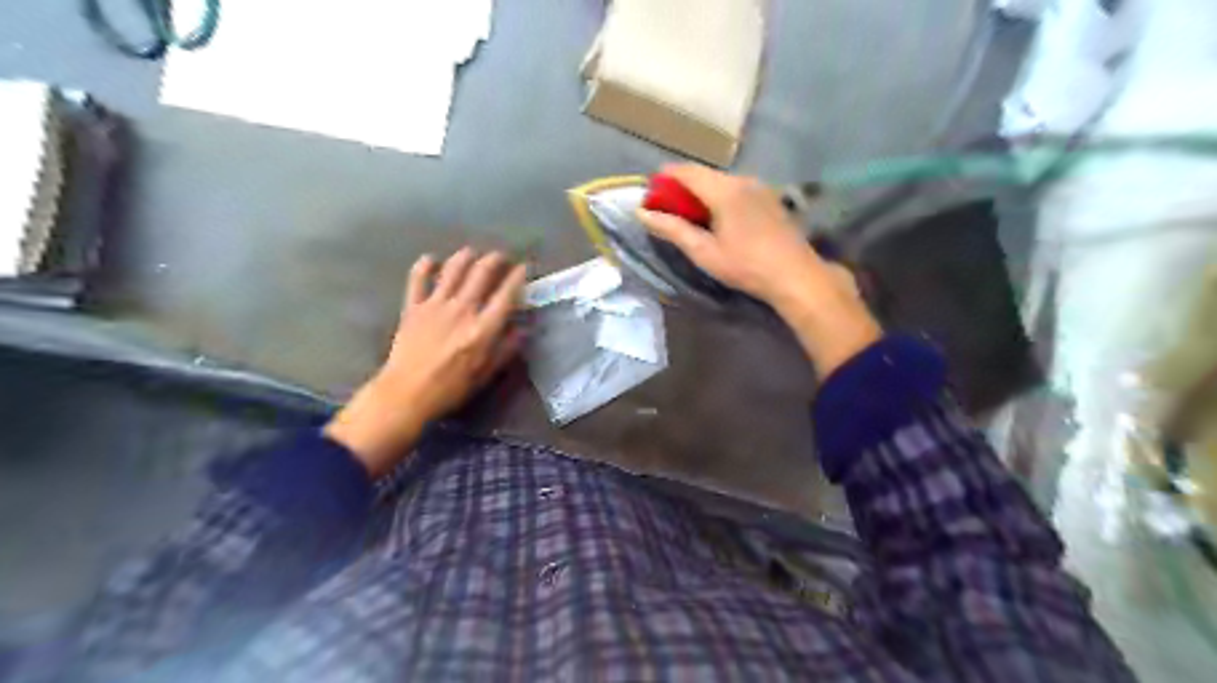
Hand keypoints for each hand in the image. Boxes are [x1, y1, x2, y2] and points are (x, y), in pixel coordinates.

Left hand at [327, 249, 525, 478]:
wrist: (406, 393)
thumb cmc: (451, 388)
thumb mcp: (486, 374)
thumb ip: (506, 349)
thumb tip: (523, 329)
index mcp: (483, 328)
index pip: (506, 294)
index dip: (518, 277)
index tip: (523, 268)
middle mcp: (462, 309)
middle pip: (481, 273)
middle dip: (495, 260)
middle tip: (501, 257)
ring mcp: (436, 305)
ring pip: (453, 269)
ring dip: (465, 257)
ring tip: (472, 253)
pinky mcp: (413, 307)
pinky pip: (418, 279)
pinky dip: (424, 266)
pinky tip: (431, 260)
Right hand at [637, 167, 884, 377]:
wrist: (796, 275)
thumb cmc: (746, 266)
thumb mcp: (704, 252)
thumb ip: (673, 229)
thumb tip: (643, 213)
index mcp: (724, 190)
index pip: (687, 171)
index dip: (664, 177)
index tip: (649, 192)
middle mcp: (742, 180)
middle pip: (704, 174)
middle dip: (681, 186)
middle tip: (665, 207)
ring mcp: (759, 187)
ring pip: (721, 181)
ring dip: (700, 192)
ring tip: (687, 214)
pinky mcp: (769, 198)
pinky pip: (736, 189)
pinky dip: (718, 197)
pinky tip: (716, 218)